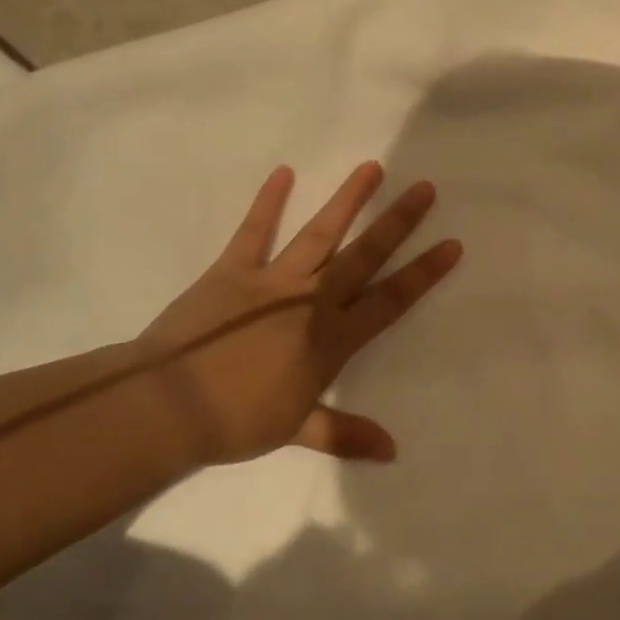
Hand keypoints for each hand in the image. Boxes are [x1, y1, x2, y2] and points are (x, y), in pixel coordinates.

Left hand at [136, 162, 460, 466]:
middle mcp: (312, 300)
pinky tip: (283, 173)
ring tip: (372, 167)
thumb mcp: (297, 431)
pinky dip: (267, 202)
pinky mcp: (232, 270)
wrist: (168, 405)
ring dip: (347, 200)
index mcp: (332, 338)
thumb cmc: (236, 421)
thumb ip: (346, 433)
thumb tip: (392, 451)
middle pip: (364, 255)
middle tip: (425, 189)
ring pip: (320, 233)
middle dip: (398, 222)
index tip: (451, 244)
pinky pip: (253, 232)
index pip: (389, 300)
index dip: (423, 272)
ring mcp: (272, 280)